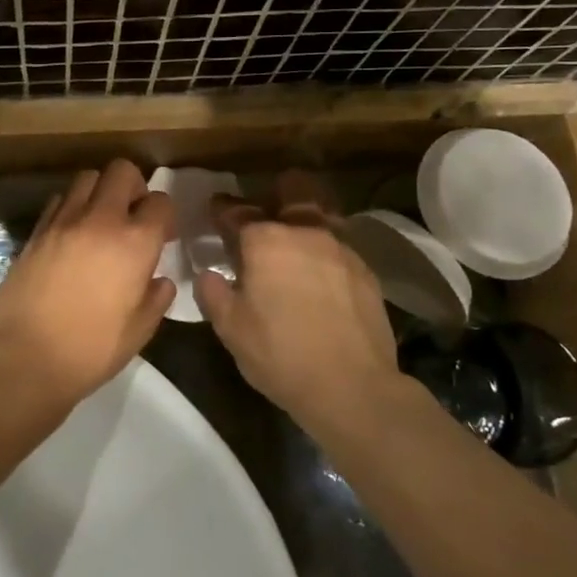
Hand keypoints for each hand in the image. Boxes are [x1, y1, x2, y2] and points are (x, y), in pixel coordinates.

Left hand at [0, 160, 175, 401]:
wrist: (25, 357)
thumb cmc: (91, 350)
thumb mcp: (140, 330)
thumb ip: (156, 297)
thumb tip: (159, 279)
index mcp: (135, 242)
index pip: (161, 201)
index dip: (165, 215)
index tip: (162, 235)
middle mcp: (100, 220)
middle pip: (122, 170)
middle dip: (134, 185)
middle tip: (133, 215)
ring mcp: (63, 221)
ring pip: (87, 177)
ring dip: (100, 191)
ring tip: (100, 220)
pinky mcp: (36, 231)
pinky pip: (59, 200)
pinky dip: (71, 207)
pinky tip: (72, 234)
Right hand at [195, 171, 402, 428]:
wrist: (353, 387)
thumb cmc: (281, 355)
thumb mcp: (230, 329)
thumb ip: (213, 293)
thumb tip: (210, 274)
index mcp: (266, 240)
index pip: (236, 211)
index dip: (222, 209)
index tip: (215, 211)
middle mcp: (305, 231)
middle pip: (292, 189)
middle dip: (274, 193)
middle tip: (263, 215)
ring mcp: (341, 247)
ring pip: (320, 214)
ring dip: (303, 220)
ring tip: (293, 242)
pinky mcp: (365, 269)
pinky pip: (338, 245)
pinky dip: (323, 250)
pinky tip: (319, 274)